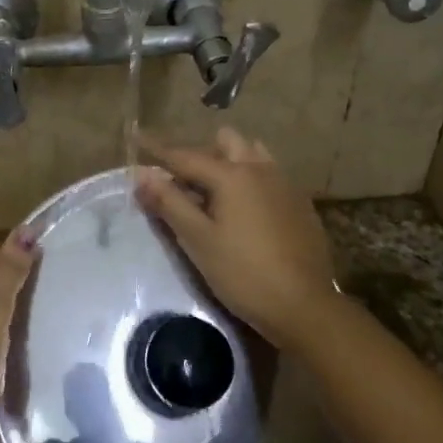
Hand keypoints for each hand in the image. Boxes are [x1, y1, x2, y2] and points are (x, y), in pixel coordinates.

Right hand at [134, 128, 340, 349]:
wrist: (305, 306)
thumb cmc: (243, 273)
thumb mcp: (198, 240)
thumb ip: (169, 203)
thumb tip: (142, 175)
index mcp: (232, 175)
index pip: (185, 156)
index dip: (158, 149)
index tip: (137, 136)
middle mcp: (260, 169)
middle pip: (225, 143)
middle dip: (201, 154)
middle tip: (182, 182)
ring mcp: (285, 185)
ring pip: (252, 155)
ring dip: (230, 162)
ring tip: (215, 192)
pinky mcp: (300, 204)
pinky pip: (270, 176)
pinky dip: (251, 181)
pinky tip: (246, 210)